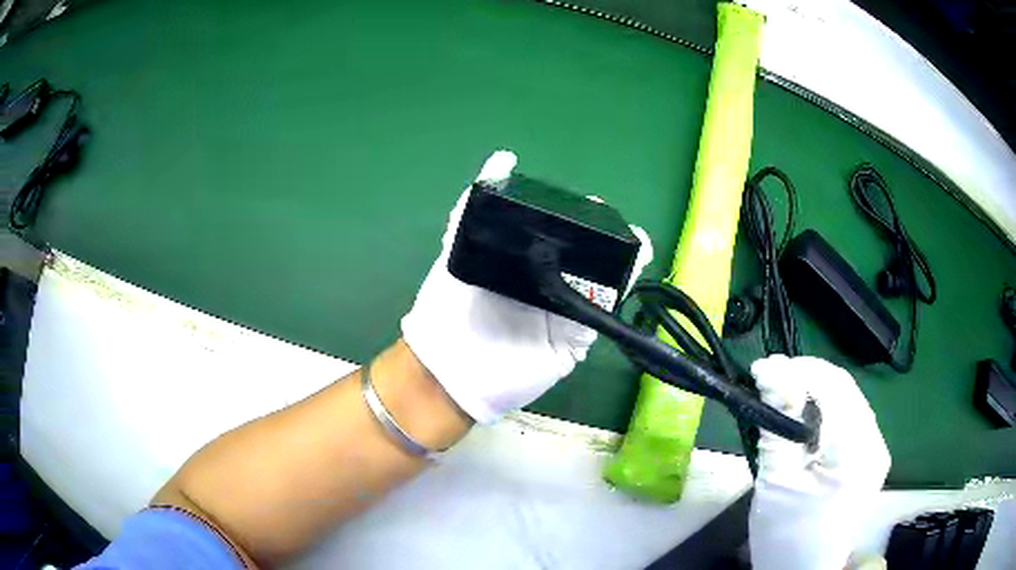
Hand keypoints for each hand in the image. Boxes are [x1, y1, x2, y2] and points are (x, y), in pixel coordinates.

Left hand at [401, 151, 652, 423]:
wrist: (450, 371)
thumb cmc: (448, 309)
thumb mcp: (457, 251)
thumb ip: (474, 209)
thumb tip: (503, 157)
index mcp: (522, 262)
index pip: (557, 233)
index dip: (576, 217)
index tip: (590, 201)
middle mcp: (547, 284)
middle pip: (584, 255)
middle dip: (602, 235)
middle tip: (609, 217)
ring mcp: (564, 312)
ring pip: (602, 280)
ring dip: (620, 258)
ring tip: (633, 237)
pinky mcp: (575, 339)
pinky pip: (604, 311)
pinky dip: (622, 287)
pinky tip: (633, 262)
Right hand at [748, 355, 890, 569]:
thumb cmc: (785, 536)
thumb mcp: (776, 482)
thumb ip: (778, 425)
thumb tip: (769, 373)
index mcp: (856, 452)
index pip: (834, 388)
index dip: (798, 370)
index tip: (760, 369)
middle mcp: (875, 442)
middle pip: (844, 389)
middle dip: (805, 376)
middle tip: (767, 378)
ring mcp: (875, 448)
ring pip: (846, 399)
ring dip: (813, 390)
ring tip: (780, 392)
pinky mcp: (868, 456)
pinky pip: (847, 417)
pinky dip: (823, 408)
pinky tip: (801, 415)